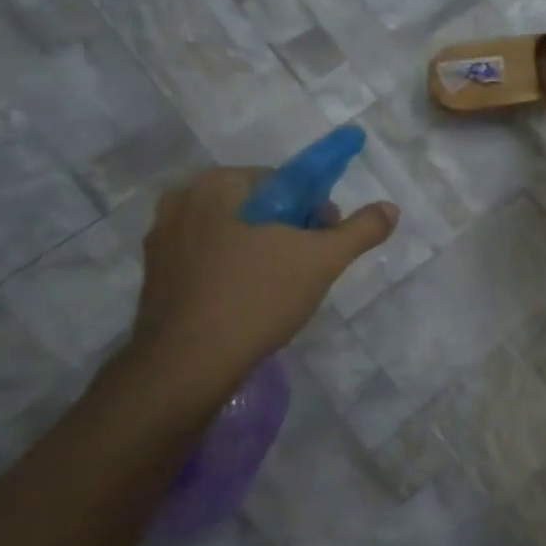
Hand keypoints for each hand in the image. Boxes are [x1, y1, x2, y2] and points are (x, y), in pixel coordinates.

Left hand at [122, 167, 397, 416]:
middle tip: (309, 266)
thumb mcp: (322, 260)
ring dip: (260, 252)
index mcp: (216, 185)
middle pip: (255, 207)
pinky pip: (207, 262)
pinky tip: (249, 302)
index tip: (326, 239)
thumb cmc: (257, 296)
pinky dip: (232, 272)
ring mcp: (162, 242)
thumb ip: (360, 230)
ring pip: (230, 235)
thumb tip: (391, 208)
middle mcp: (181, 203)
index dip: (314, 209)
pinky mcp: (155, 278)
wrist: (188, 364)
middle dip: (287, 230)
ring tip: (282, 289)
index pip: (282, 181)